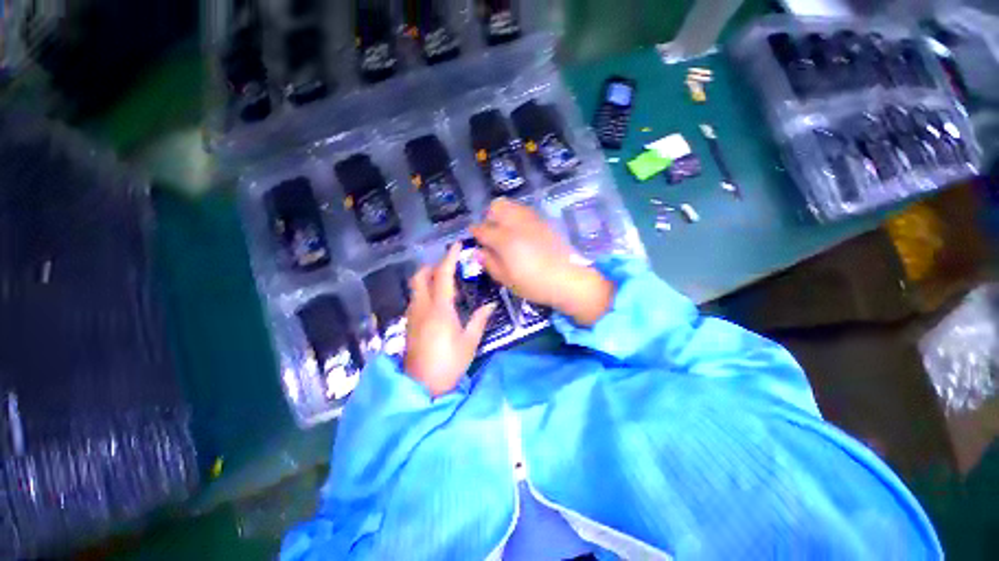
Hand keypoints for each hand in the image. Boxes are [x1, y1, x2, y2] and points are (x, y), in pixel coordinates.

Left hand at [404, 243, 495, 396]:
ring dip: (429, 279)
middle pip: (420, 276)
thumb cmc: (450, 363)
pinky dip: (425, 292)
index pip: (442, 275)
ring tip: (447, 286)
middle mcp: (422, 307)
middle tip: (450, 267)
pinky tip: (438, 303)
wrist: (423, 386)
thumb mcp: (470, 342)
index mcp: (439, 309)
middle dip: (433, 266)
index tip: (456, 245)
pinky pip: (416, 299)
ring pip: (416, 287)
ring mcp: (412, 316)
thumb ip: (480, 319)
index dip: (449, 257)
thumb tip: (491, 305)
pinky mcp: (409, 324)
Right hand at [471, 198, 613, 325]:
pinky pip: (525, 211)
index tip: (475, 238)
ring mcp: (532, 220)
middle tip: (492, 234)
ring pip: (511, 205)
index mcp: (504, 239)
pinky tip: (522, 234)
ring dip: (504, 214)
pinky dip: (517, 217)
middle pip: (496, 207)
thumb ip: (490, 263)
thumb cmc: (535, 284)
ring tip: (507, 232)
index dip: (475, 233)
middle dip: (489, 217)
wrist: (569, 278)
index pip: (482, 229)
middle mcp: (516, 223)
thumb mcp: (507, 280)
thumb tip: (478, 252)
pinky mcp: (544, 221)